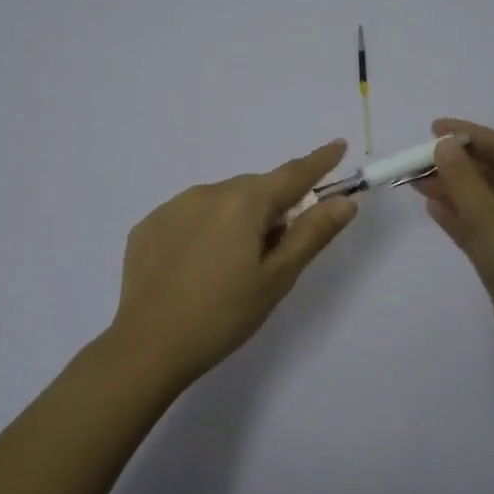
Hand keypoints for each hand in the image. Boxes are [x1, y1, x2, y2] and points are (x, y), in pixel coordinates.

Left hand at [111, 139, 358, 383]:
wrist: (149, 347)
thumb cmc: (224, 315)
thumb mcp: (277, 278)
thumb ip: (312, 234)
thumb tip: (345, 201)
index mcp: (243, 203)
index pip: (292, 174)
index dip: (318, 162)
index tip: (338, 146)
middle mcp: (207, 192)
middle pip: (254, 190)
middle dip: (272, 207)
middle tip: (275, 250)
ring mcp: (172, 207)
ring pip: (220, 201)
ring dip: (236, 218)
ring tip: (230, 265)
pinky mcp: (148, 226)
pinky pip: (189, 216)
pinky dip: (203, 229)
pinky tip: (196, 267)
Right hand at [414, 118, 493, 372]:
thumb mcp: (492, 220)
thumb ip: (464, 181)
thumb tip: (444, 145)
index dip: (467, 135)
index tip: (431, 129)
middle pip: (491, 172)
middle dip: (454, 164)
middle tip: (414, 160)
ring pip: (483, 200)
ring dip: (452, 189)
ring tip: (413, 181)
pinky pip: (481, 227)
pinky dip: (458, 217)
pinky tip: (432, 208)